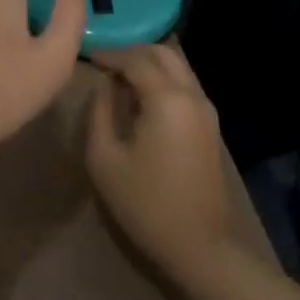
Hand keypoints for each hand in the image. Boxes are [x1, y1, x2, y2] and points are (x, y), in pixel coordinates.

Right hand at [85, 44, 242, 279]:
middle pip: (162, 54)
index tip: (88, 57)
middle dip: (133, 52)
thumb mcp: (105, 158)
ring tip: (120, 80)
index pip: (135, 59)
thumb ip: (100, 112)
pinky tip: (142, 99)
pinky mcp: (210, 126)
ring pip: (177, 67)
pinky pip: (184, 86)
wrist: (201, 247)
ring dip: (149, 65)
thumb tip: (104, 85)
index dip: (110, 55)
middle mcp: (191, 95)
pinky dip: (163, 80)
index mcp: (166, 98)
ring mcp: (206, 110)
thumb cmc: (146, 203)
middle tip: (106, 64)